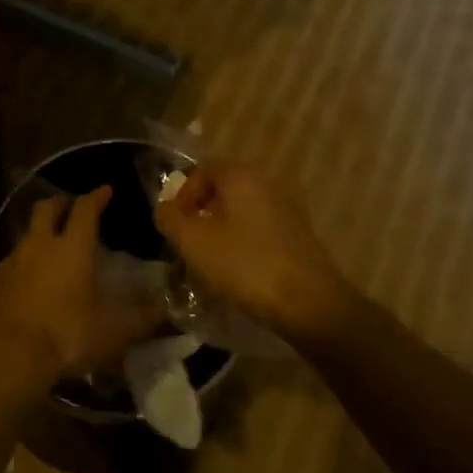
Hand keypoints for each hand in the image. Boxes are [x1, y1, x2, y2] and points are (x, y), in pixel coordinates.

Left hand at [0, 186, 163, 396]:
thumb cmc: (66, 336)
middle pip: (46, 209)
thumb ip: (144, 318)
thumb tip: (168, 311)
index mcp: (72, 247)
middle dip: (61, 204)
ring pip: (24, 238)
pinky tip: (24, 288)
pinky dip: (19, 271)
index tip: (105, 190)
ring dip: (38, 238)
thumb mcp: (114, 331)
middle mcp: (38, 246)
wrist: (4, 359)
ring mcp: (9, 264)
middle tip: (71, 208)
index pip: (86, 209)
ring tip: (49, 251)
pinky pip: (7, 270)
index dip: (97, 197)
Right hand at [153, 162, 361, 345]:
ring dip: (223, 228)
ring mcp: (288, 206)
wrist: (308, 302)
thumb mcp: (194, 242)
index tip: (174, 225)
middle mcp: (268, 181)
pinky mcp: (300, 232)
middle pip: (225, 188)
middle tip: (189, 241)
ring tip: (211, 259)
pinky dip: (245, 240)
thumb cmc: (245, 265)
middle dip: (202, 212)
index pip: (203, 170)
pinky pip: (262, 226)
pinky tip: (240, 268)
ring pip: (244, 209)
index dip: (183, 195)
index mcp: (241, 175)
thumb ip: (171, 219)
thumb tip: (163, 208)